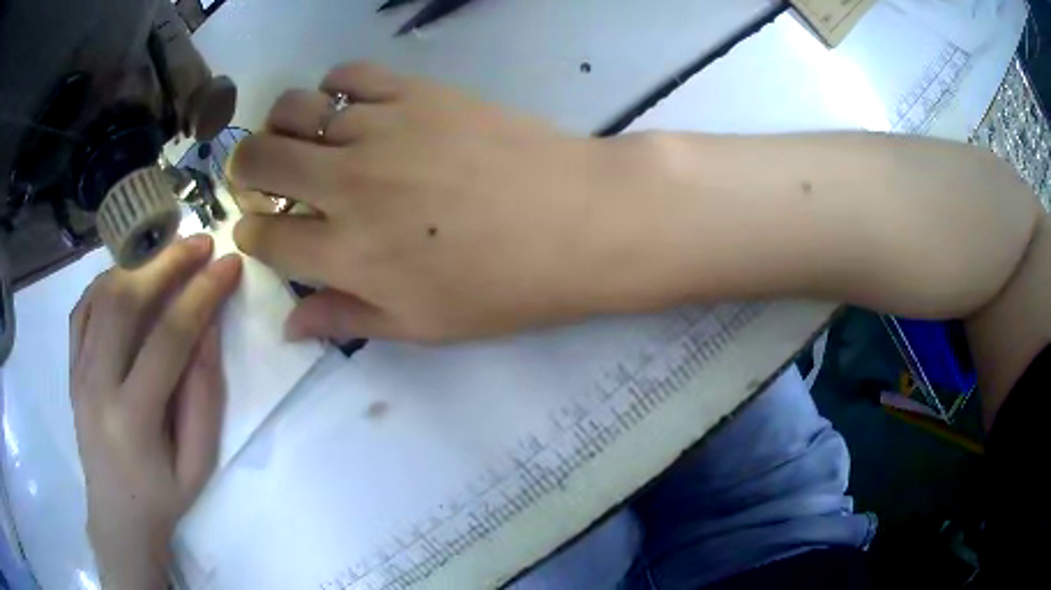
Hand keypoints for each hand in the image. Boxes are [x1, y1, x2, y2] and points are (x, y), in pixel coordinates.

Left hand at [70, 235, 241, 588]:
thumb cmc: (163, 496)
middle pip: (124, 301)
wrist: (117, 515)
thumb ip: (204, 395)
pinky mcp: (70, 366)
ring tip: (168, 257)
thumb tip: (208, 326)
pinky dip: (109, 282)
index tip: (229, 265)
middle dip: (165, 262)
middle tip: (199, 242)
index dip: (201, 295)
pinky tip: (130, 279)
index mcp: (133, 420)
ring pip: (101, 295)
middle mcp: (96, 386)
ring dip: (138, 265)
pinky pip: (84, 307)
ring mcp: (77, 372)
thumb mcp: (198, 461)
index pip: (167, 339)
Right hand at [229, 63, 642, 341]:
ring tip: (298, 140)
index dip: (251, 236)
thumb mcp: (422, 326)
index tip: (258, 231)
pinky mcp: (415, 91)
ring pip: (292, 110)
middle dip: (244, 171)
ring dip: (280, 127)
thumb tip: (289, 325)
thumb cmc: (504, 286)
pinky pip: (349, 74)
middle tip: (260, 178)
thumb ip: (346, 319)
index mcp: (345, 254)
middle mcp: (345, 186)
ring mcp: (379, 129)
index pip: (263, 238)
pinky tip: (346, 107)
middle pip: (258, 161)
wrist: (578, 220)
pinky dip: (332, 88)